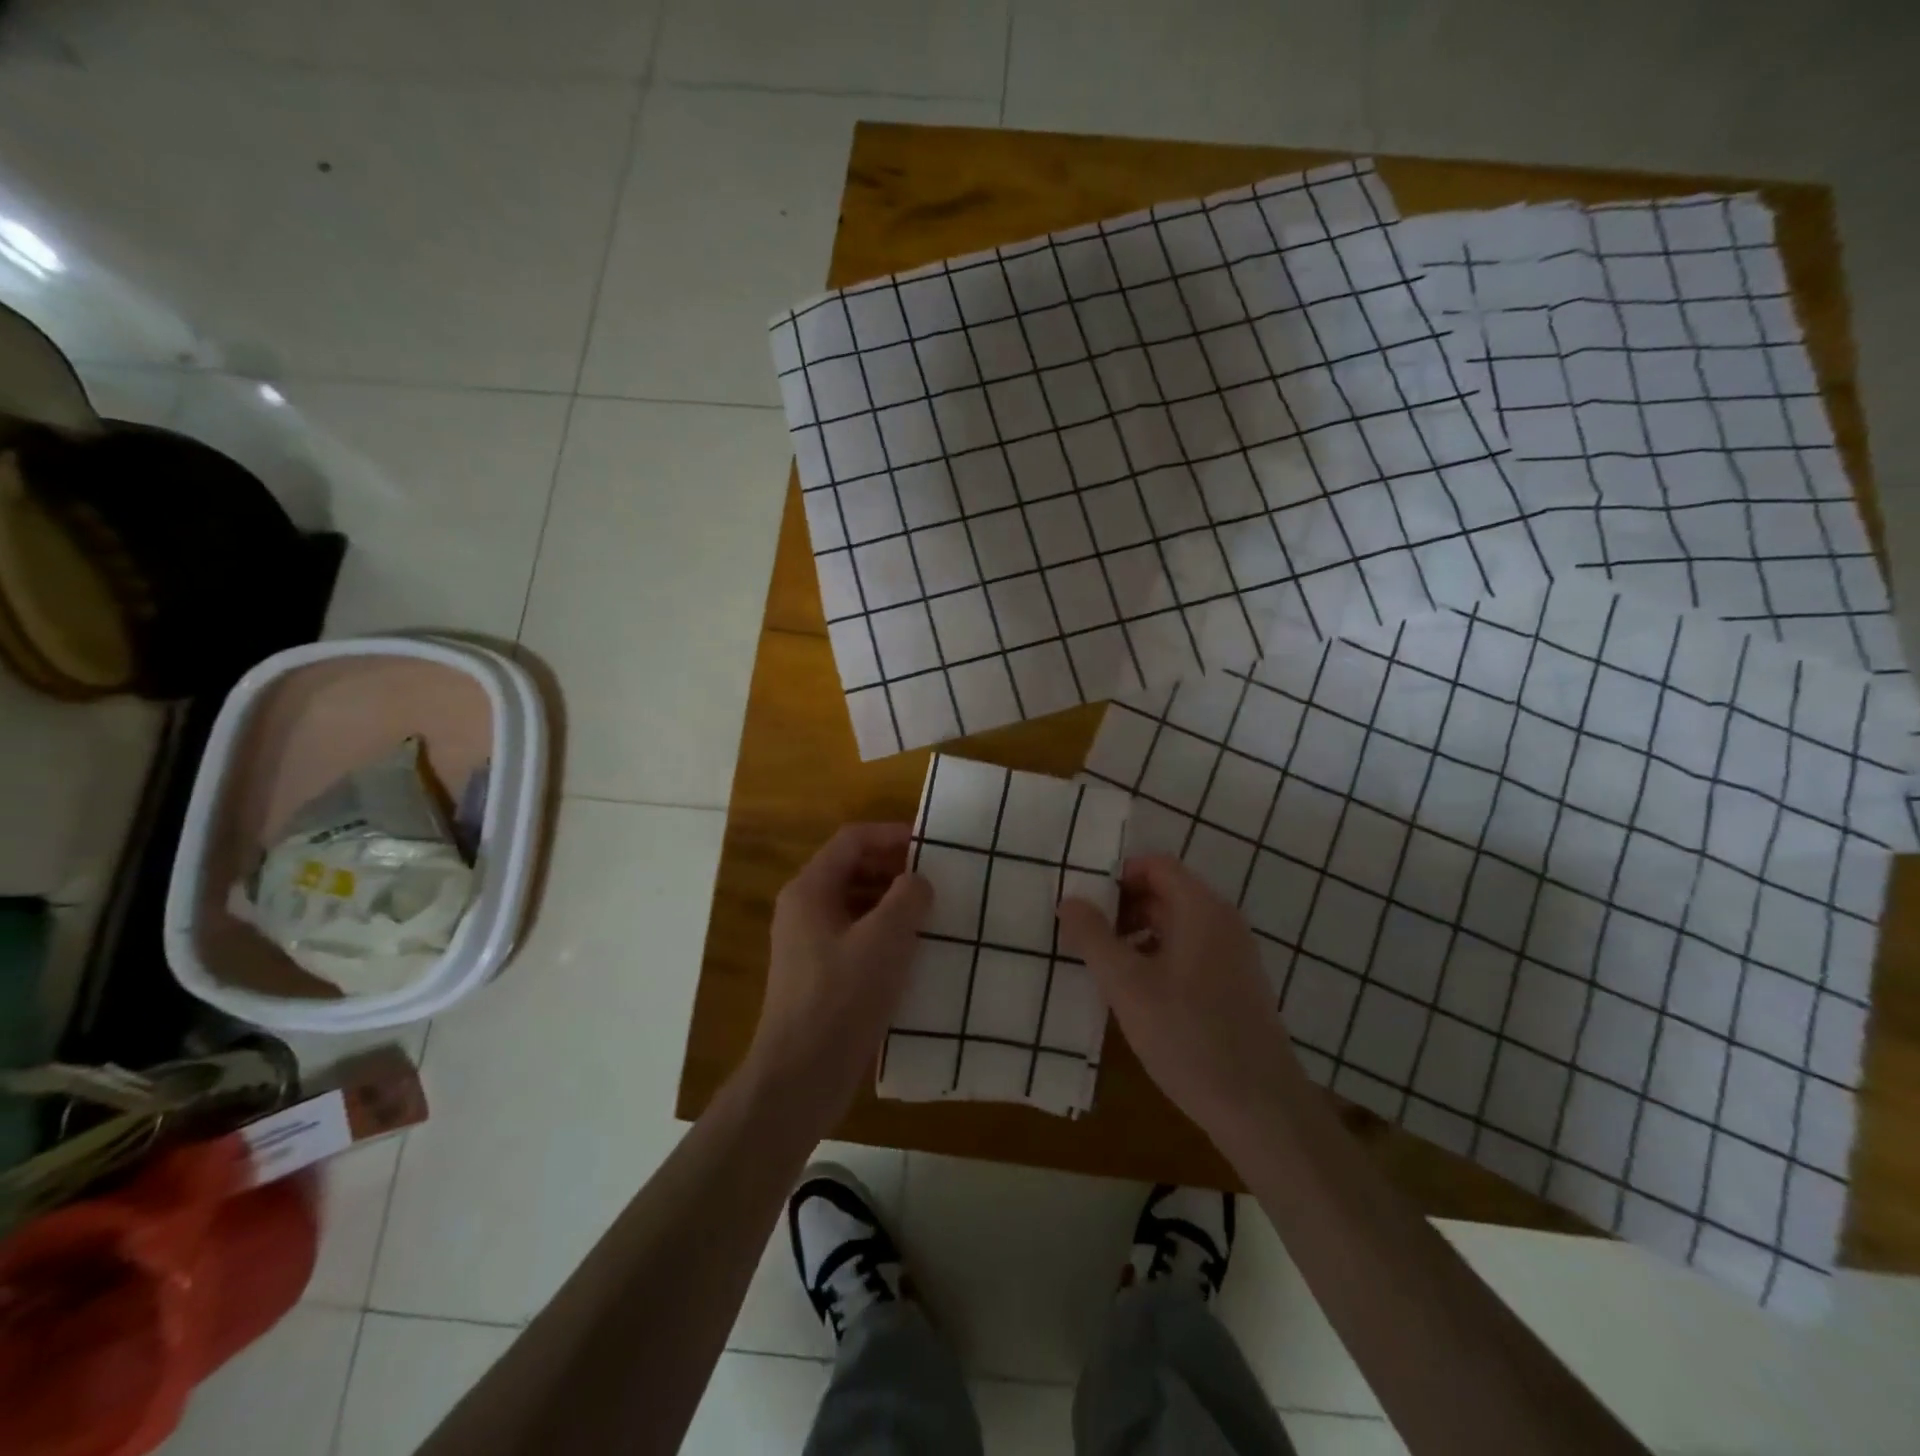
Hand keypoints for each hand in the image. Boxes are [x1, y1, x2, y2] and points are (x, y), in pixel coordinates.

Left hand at [745, 823, 931, 1127]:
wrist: (800, 1076)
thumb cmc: (842, 998)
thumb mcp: (885, 939)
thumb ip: (908, 897)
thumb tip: (918, 881)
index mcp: (810, 890)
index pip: (852, 840)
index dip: (892, 834)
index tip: (931, 843)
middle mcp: (803, 909)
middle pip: (852, 869)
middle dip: (894, 868)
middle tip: (938, 878)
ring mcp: (809, 944)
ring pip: (856, 905)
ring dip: (892, 903)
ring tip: (933, 913)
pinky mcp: (819, 975)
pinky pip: (855, 937)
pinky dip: (885, 934)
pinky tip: (915, 953)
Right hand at [1057, 854, 1306, 1146]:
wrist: (1261, 1109)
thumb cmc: (1188, 1037)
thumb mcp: (1127, 986)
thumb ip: (1093, 937)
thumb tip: (1069, 900)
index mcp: (1201, 909)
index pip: (1155, 865)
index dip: (1116, 876)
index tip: (1083, 903)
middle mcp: (1222, 921)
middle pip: (1165, 892)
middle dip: (1121, 907)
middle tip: (1083, 935)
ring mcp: (1233, 954)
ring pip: (1175, 924)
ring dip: (1136, 934)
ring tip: (1103, 965)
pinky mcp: (1235, 984)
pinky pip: (1189, 951)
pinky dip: (1158, 956)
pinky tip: (1135, 993)